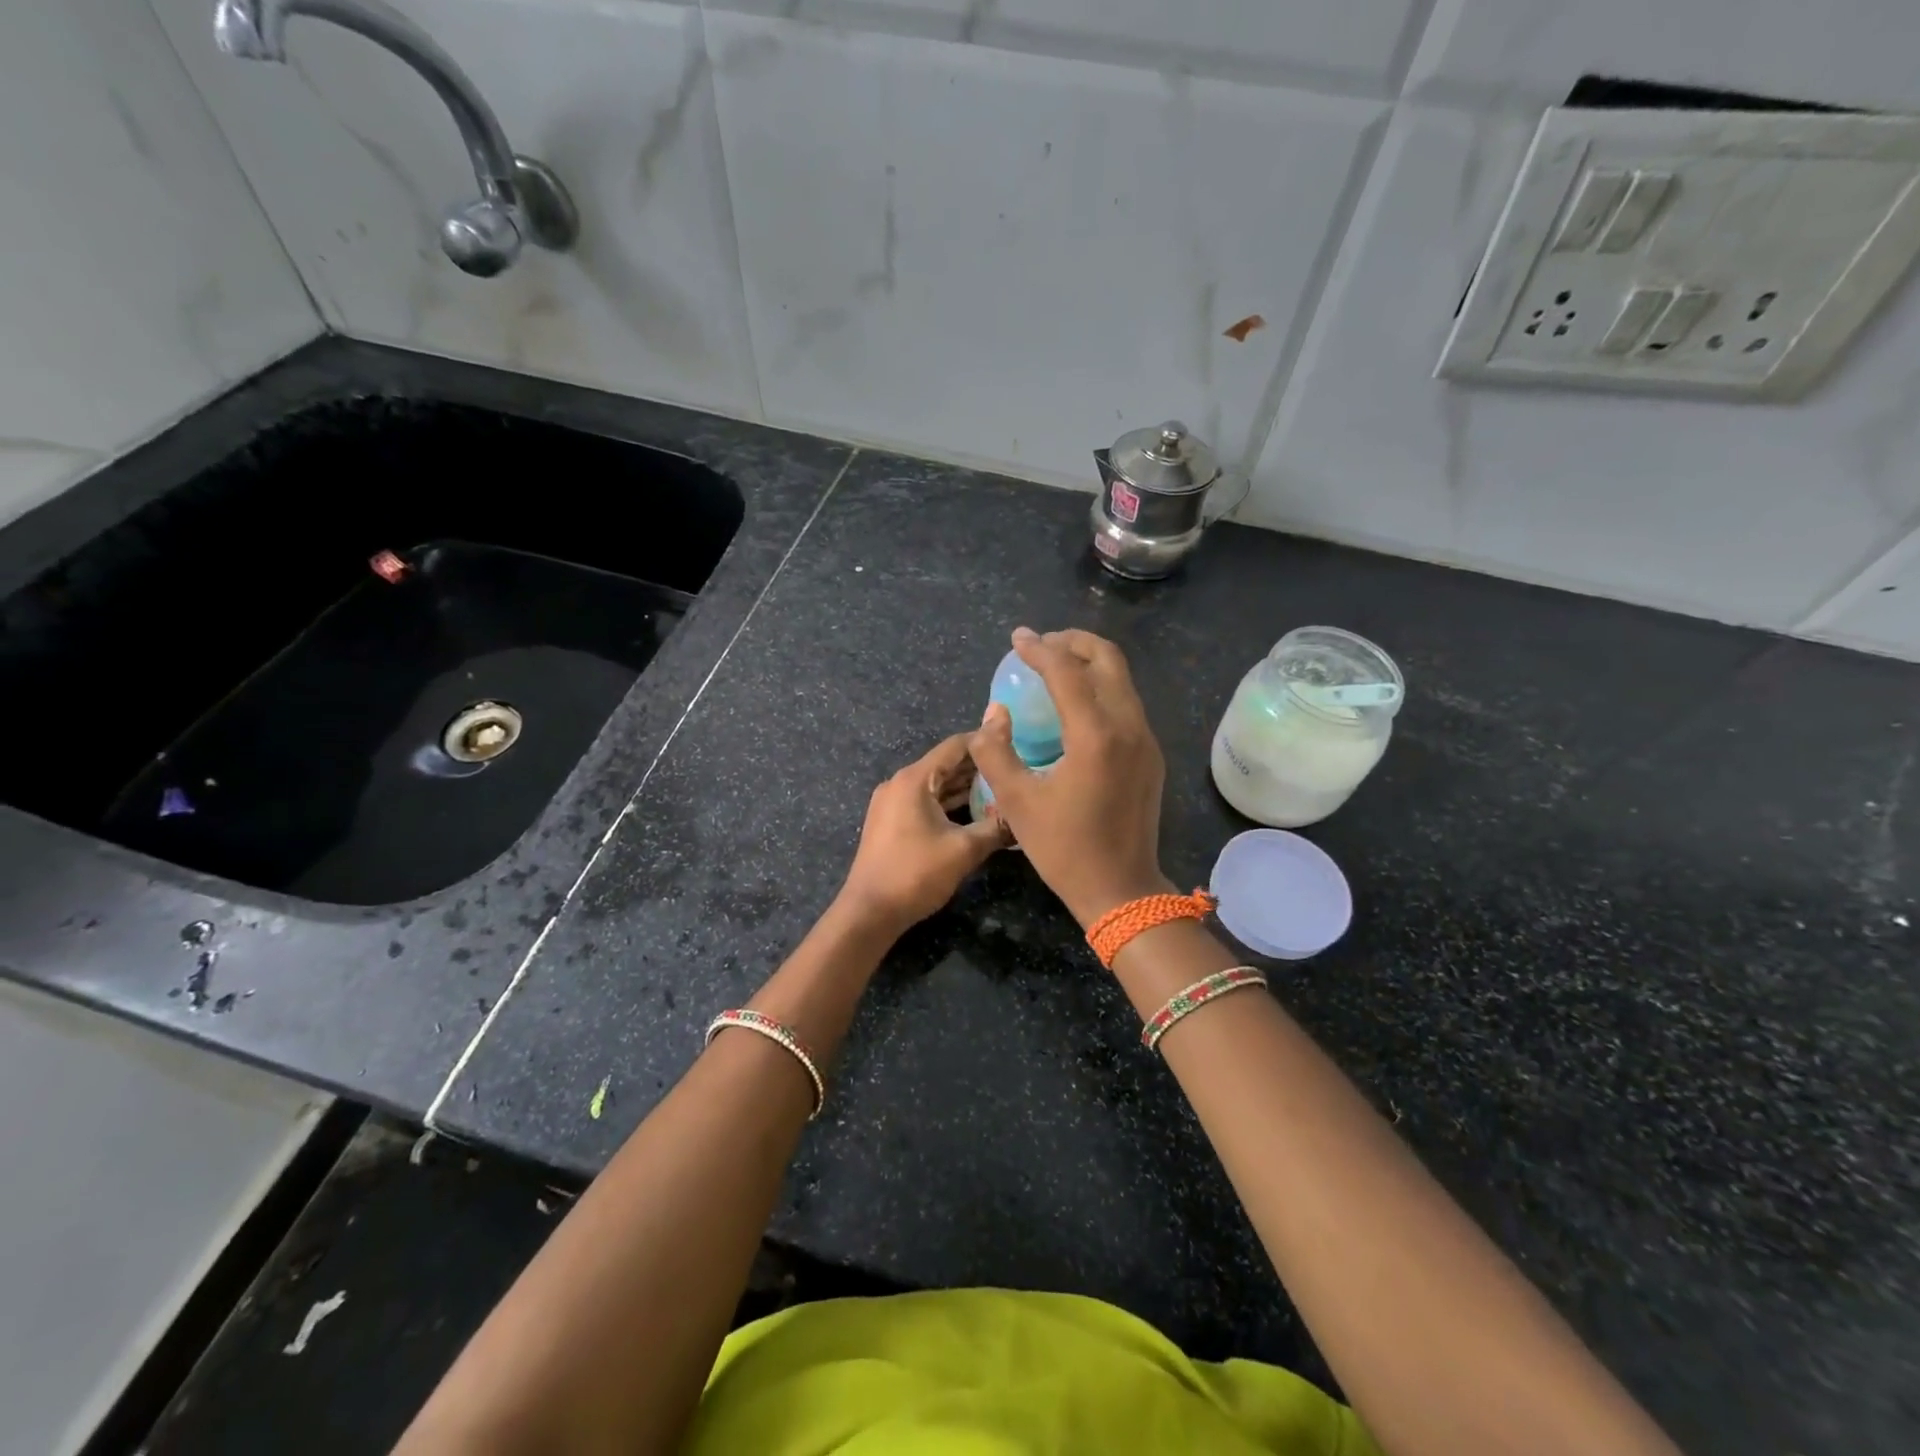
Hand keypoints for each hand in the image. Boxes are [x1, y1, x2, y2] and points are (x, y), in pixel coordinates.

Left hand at [837, 734, 1008, 933]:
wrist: (870, 911)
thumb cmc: (916, 873)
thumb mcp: (964, 850)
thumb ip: (997, 828)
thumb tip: (1025, 818)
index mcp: (914, 779)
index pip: (955, 746)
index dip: (986, 741)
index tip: (1015, 742)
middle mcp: (900, 783)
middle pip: (945, 764)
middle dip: (979, 766)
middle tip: (1014, 767)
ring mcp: (892, 803)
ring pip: (936, 785)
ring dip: (965, 786)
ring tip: (1002, 787)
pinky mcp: (891, 822)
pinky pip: (926, 801)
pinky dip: (950, 802)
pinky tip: (976, 811)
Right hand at [967, 627, 1171, 926]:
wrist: (1122, 890)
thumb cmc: (1065, 849)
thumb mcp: (1017, 803)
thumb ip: (995, 752)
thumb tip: (993, 715)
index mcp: (1096, 735)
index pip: (1068, 671)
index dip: (1039, 649)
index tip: (1017, 639)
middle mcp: (1129, 727)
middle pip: (1108, 659)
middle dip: (1073, 642)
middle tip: (1041, 645)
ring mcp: (1145, 740)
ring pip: (1122, 680)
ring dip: (1090, 663)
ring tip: (1055, 668)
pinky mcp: (1150, 755)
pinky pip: (1127, 704)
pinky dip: (1101, 688)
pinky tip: (1076, 707)